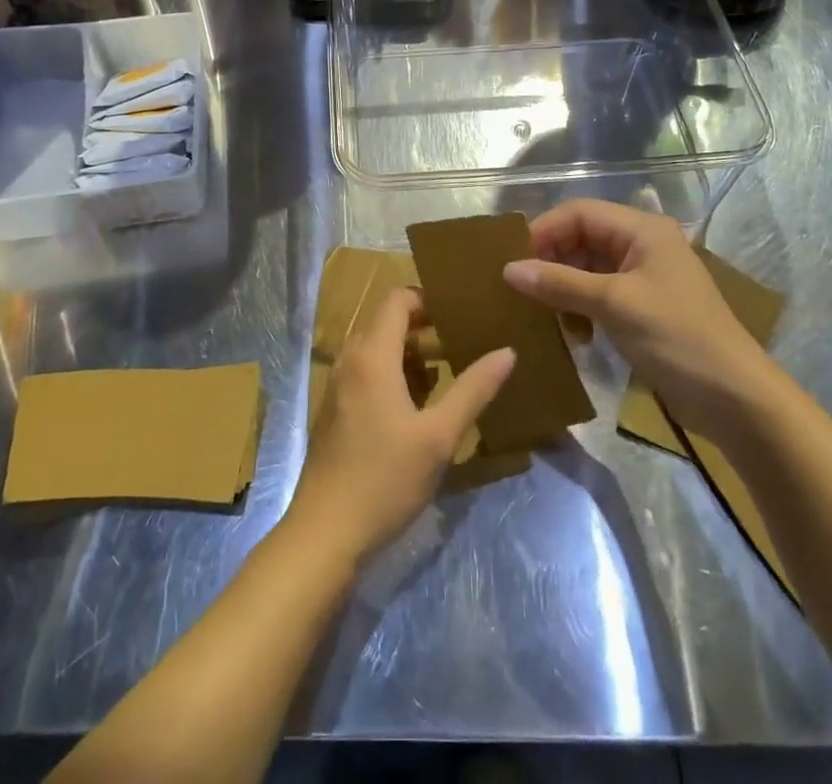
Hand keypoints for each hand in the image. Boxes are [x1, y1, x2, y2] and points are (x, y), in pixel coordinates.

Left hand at [286, 288, 514, 564]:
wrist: (324, 533)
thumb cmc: (384, 479)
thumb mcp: (439, 436)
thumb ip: (473, 390)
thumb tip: (507, 352)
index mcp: (372, 354)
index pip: (397, 298)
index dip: (428, 298)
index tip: (462, 312)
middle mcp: (350, 359)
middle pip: (388, 321)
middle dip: (425, 326)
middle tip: (464, 340)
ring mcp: (339, 385)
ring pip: (378, 348)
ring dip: (411, 352)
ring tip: (450, 370)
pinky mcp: (336, 409)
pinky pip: (368, 371)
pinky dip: (394, 373)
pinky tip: (421, 404)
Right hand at [504, 199, 774, 433]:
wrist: (736, 400)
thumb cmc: (677, 338)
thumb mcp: (614, 305)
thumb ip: (560, 283)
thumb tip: (508, 269)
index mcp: (642, 230)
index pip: (579, 213)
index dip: (544, 231)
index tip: (513, 261)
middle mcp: (641, 245)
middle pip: (581, 238)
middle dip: (550, 260)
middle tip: (520, 289)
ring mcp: (643, 278)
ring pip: (586, 268)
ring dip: (562, 288)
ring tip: (542, 314)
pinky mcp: (642, 309)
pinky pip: (597, 295)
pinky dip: (579, 308)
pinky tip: (572, 334)